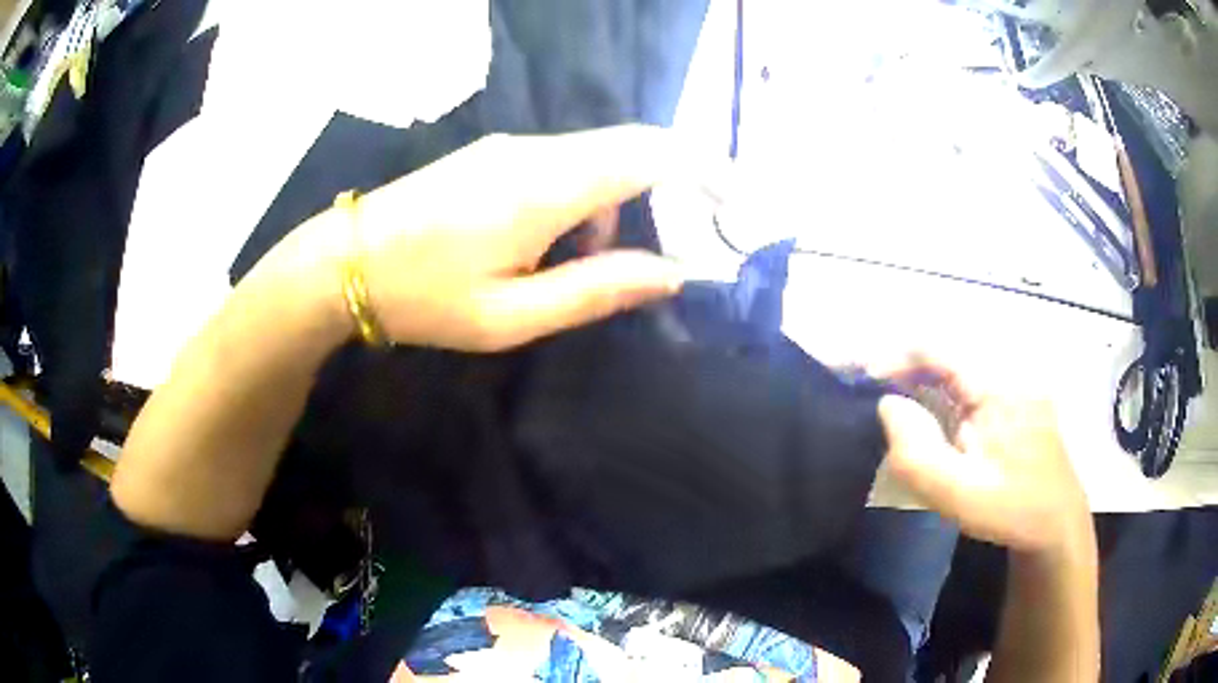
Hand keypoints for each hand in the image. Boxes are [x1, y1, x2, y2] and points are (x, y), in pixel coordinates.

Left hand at [341, 126, 689, 350]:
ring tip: (579, 269)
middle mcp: (536, 150)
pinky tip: (545, 247)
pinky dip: (580, 202)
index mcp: (545, 186)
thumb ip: (596, 290)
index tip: (738, 193)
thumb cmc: (424, 297)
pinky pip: (562, 165)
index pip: (650, 151)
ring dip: (612, 208)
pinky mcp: (495, 155)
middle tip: (667, 248)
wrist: (344, 262)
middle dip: (666, 191)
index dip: (704, 164)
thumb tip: (670, 273)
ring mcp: (511, 147)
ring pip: (596, 160)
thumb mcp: (512, 315)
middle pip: (630, 149)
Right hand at [875, 355, 1091, 554]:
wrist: (1056, 523)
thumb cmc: (1010, 511)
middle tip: (868, 388)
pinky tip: (928, 410)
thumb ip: (917, 455)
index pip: (938, 349)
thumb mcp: (959, 497)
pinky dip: (941, 389)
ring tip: (890, 397)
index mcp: (998, 387)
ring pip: (958, 365)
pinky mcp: (1014, 396)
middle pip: (946, 352)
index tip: (860, 377)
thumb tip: (887, 405)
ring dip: (921, 376)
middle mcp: (1008, 370)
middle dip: (903, 365)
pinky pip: (970, 381)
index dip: (894, 356)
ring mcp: (1014, 382)